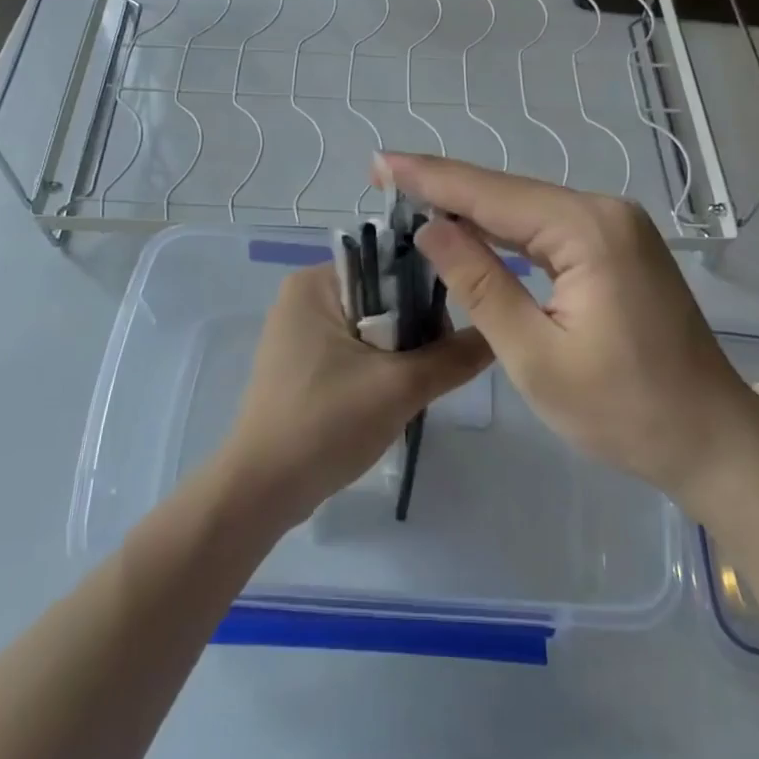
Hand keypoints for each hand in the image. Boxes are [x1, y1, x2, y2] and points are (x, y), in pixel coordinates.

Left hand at [217, 264, 490, 528]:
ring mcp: (299, 333)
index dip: (427, 294)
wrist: (261, 491)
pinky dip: (378, 369)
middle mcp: (304, 297)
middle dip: (414, 331)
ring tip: (416, 387)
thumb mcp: (399, 387)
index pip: (389, 266)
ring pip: (372, 328)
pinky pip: (354, 351)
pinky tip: (391, 398)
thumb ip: (453, 357)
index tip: (451, 332)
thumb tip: (497, 333)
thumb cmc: (325, 424)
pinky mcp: (302, 365)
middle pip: (382, 297)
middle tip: (434, 369)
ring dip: (400, 354)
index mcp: (315, 282)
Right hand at [383, 153, 758, 517]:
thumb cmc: (623, 409)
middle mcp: (605, 212)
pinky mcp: (619, 248)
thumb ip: (480, 284)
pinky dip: (505, 229)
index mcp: (587, 230)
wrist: (711, 439)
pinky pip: (548, 228)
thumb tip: (430, 228)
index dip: (429, 178)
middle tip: (384, 178)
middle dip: (445, 186)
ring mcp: (617, 228)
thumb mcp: (534, 355)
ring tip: (410, 196)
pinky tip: (471, 228)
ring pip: (527, 208)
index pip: (490, 194)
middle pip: (508, 192)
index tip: (379, 161)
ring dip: (471, 206)